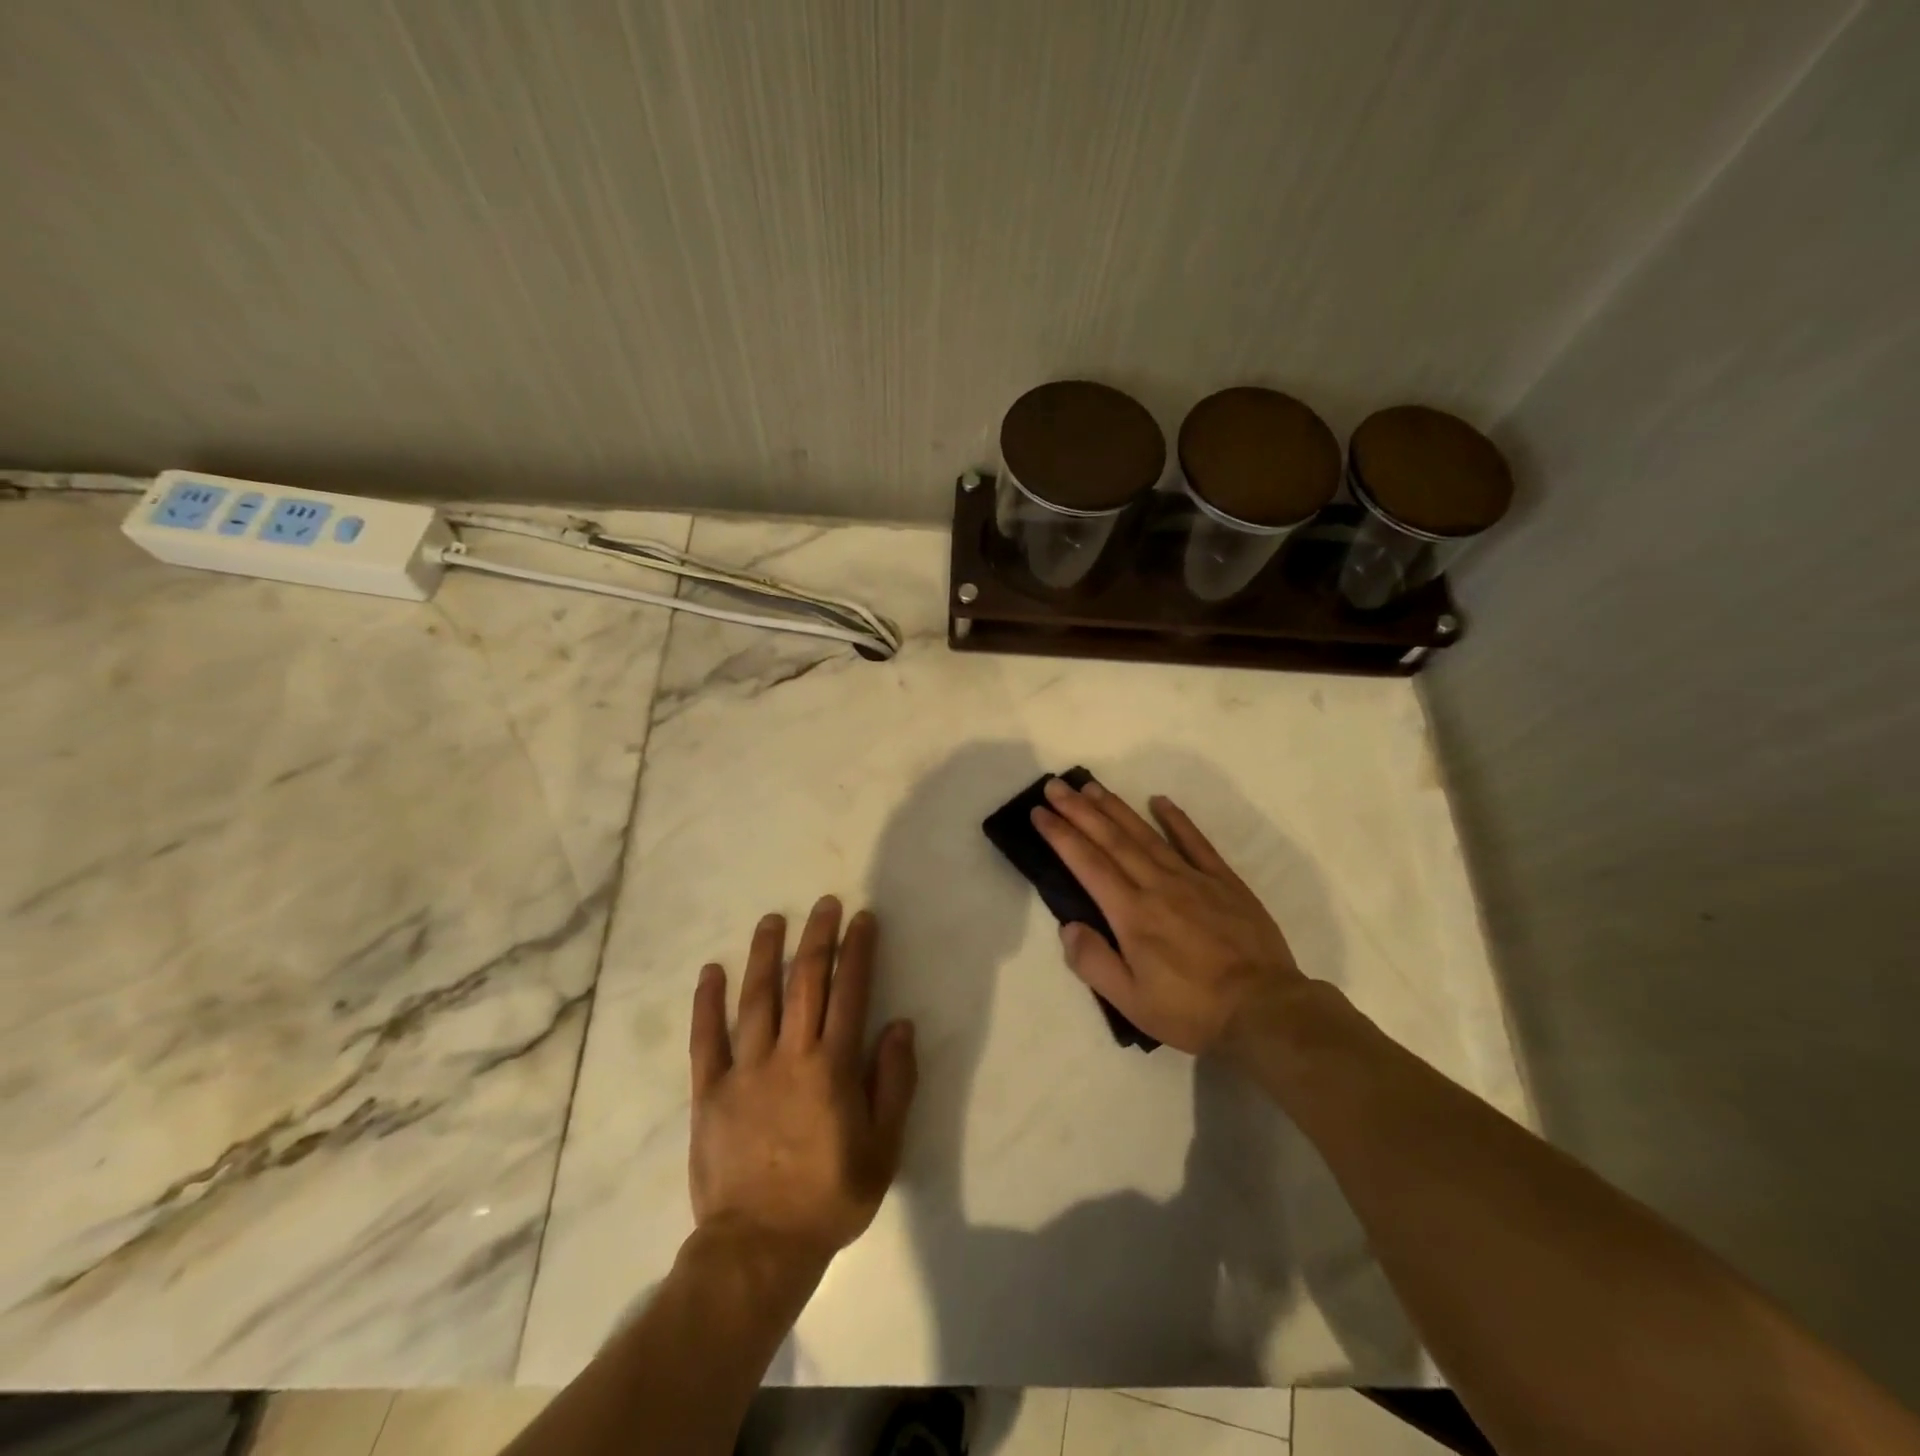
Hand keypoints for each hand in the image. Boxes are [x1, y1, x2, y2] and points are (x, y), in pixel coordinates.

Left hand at [688, 896, 917, 1272]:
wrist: (758, 1248)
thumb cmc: (830, 1197)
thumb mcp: (883, 1148)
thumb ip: (893, 1083)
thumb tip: (900, 1026)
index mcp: (833, 1067)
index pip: (850, 992)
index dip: (858, 951)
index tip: (863, 919)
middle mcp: (790, 1055)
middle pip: (805, 982)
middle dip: (818, 938)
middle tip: (825, 904)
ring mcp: (745, 1069)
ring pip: (756, 998)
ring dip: (766, 954)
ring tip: (772, 920)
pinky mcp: (710, 1090)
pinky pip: (706, 1038)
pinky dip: (708, 1002)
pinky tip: (712, 971)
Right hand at [1032, 778, 1309, 1056]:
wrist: (1265, 1010)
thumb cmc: (1192, 1010)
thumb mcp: (1131, 1001)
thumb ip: (1094, 962)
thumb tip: (1068, 926)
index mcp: (1132, 914)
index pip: (1087, 864)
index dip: (1061, 835)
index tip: (1039, 812)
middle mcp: (1157, 885)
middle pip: (1112, 839)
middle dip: (1080, 810)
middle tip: (1056, 786)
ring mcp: (1193, 879)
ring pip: (1146, 834)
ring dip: (1116, 808)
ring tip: (1092, 787)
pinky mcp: (1224, 881)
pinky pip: (1196, 842)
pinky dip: (1176, 819)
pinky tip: (1160, 800)